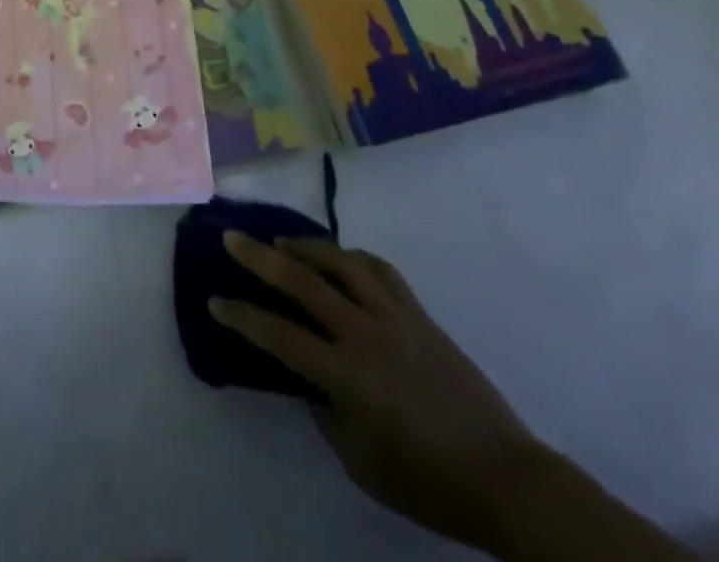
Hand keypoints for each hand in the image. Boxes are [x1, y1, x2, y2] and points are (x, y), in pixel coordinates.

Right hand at [212, 234, 541, 552]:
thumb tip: (310, 379)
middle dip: (260, 257)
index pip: (279, 336)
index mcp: (347, 376)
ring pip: (342, 263)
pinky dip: (353, 257)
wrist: (503, 477)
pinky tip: (340, 257)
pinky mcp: (419, 313)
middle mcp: (364, 334)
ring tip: (283, 240)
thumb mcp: (361, 463)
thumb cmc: (427, 482)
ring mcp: (394, 317)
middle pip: (302, 282)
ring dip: (307, 246)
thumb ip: (327, 414)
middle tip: (232, 237)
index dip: (242, 317)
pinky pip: (380, 270)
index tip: (215, 300)